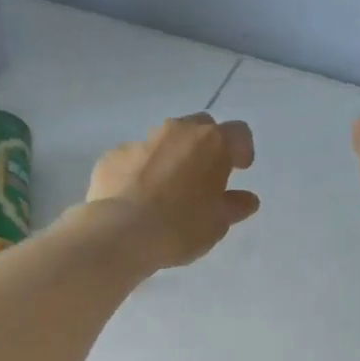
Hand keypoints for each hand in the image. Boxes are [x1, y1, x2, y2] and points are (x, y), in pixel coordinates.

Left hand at [85, 113, 259, 270]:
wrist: (121, 233)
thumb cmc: (180, 227)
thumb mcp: (217, 223)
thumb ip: (233, 206)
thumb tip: (247, 199)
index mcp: (211, 143)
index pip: (238, 133)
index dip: (242, 150)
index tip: (240, 169)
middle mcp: (177, 131)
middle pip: (199, 127)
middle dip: (205, 146)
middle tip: (203, 175)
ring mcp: (141, 141)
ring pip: (163, 141)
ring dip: (171, 157)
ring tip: (167, 189)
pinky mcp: (112, 156)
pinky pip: (133, 158)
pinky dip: (140, 171)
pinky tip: (136, 198)